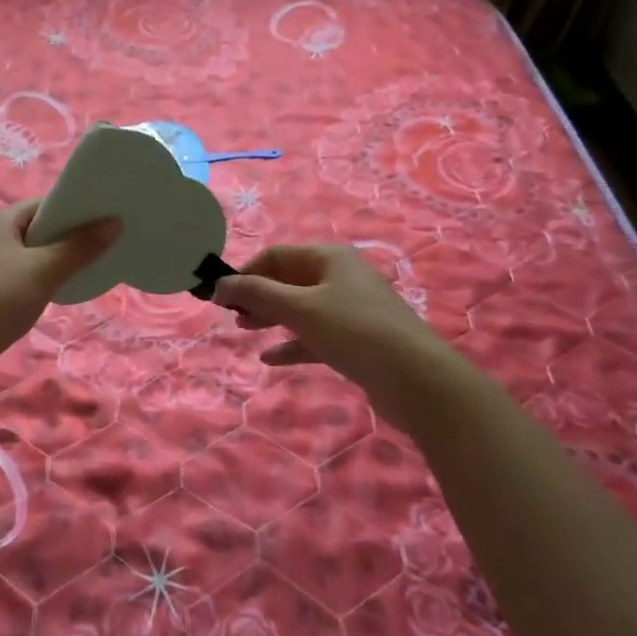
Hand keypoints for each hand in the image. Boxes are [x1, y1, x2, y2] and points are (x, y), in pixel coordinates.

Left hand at [0, 200, 118, 375]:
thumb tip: (114, 223)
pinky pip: (21, 278)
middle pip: (38, 229)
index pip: (44, 204)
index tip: (107, 217)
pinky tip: (60, 293)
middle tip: (107, 243)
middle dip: (70, 236)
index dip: (75, 208)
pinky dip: (41, 281)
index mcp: (0, 221)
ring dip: (56, 261)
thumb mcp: (43, 270)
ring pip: (30, 256)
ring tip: (91, 268)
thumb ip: (80, 247)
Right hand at [216, 244, 441, 409]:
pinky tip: (270, 358)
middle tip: (230, 316)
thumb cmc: (353, 331)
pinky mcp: (357, 340)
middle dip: (257, 295)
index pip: (276, 255)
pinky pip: (315, 335)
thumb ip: (256, 294)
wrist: (417, 379)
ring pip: (301, 308)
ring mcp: (351, 309)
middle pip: (288, 279)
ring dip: (271, 317)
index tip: (220, 297)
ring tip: (244, 330)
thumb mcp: (299, 309)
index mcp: (329, 258)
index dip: (245, 272)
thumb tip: (219, 285)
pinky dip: (292, 342)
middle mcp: (341, 277)